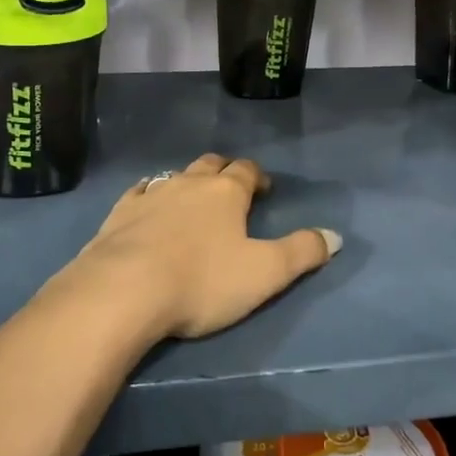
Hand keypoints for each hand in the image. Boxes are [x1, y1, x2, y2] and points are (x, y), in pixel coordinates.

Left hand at [66, 154, 340, 340]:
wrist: (123, 291)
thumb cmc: (202, 281)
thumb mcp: (264, 273)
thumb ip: (302, 252)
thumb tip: (336, 236)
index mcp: (225, 192)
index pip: (247, 171)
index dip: (258, 177)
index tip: (264, 189)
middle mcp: (188, 183)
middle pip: (210, 165)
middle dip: (224, 171)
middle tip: (231, 188)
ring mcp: (150, 195)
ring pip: (175, 175)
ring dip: (187, 181)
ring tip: (193, 198)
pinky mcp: (119, 213)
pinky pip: (139, 192)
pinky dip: (149, 193)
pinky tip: (146, 200)